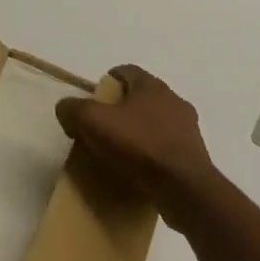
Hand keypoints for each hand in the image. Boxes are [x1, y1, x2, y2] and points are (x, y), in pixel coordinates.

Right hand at [56, 65, 216, 221]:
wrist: (185, 188)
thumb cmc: (139, 146)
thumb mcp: (94, 122)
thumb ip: (74, 110)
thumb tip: (65, 108)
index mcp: (151, 85)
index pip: (126, 71)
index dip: (108, 81)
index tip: (94, 99)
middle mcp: (173, 99)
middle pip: (142, 96)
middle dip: (123, 108)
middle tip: (103, 126)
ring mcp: (187, 128)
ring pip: (157, 121)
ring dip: (140, 130)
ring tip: (122, 150)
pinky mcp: (195, 155)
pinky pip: (167, 146)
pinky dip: (153, 152)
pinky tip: (141, 169)